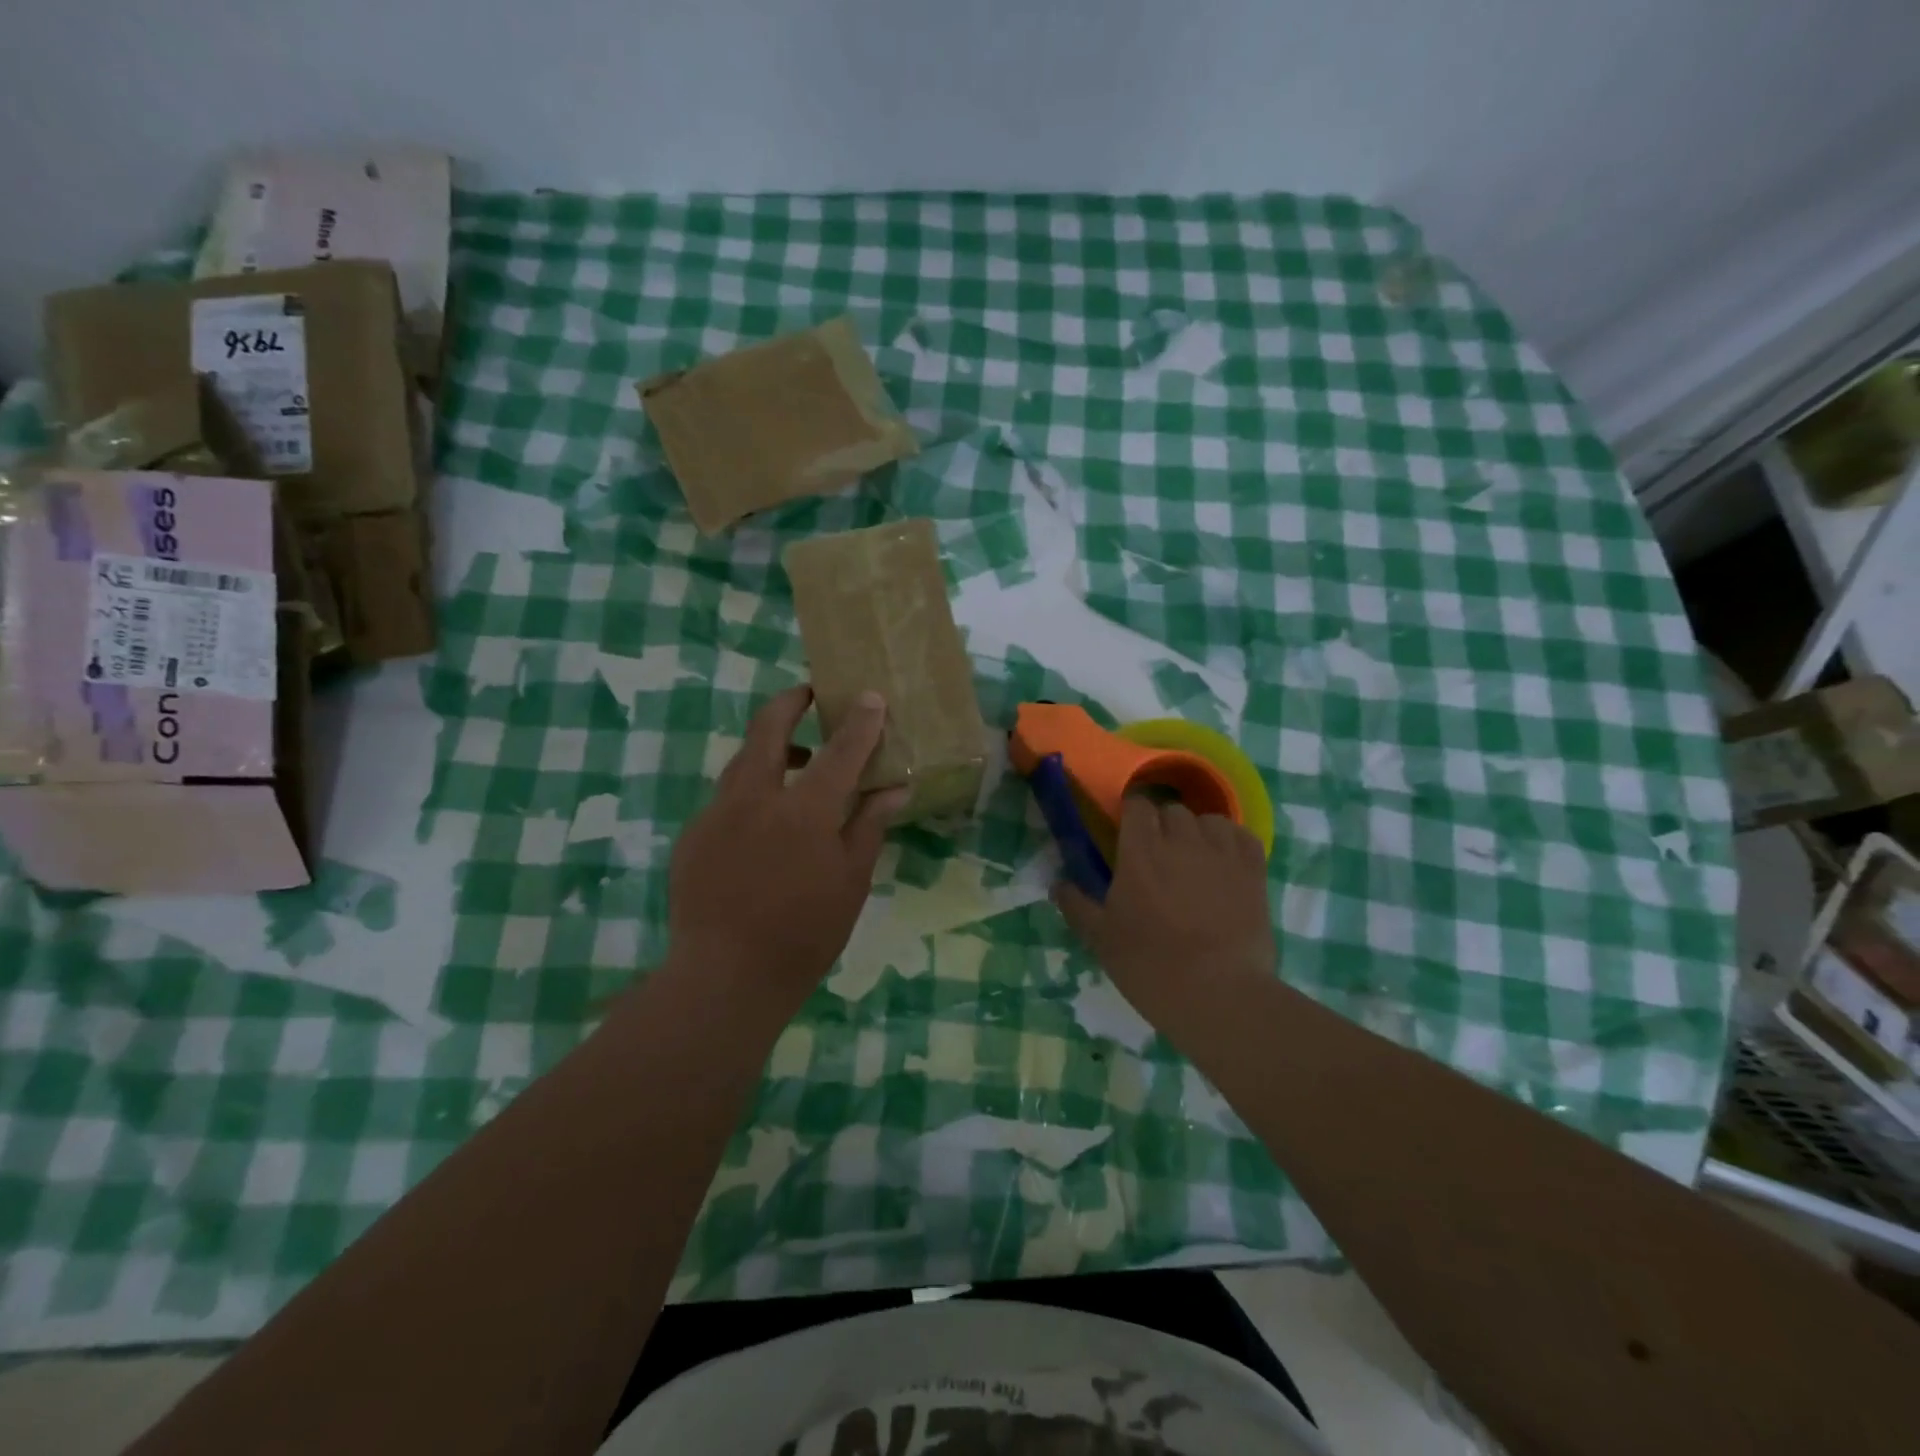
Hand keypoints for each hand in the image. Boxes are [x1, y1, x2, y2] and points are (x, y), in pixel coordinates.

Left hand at [667, 685, 907, 1010]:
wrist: (725, 976)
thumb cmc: (805, 932)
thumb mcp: (851, 880)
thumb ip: (869, 826)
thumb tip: (895, 788)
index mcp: (804, 810)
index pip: (839, 752)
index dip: (859, 722)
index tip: (869, 696)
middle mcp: (755, 798)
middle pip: (768, 729)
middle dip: (790, 702)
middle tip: (808, 693)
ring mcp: (717, 814)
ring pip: (741, 761)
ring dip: (768, 747)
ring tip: (795, 761)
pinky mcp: (693, 835)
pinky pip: (725, 798)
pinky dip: (750, 792)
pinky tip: (762, 823)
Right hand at [1053, 798, 1274, 1018]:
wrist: (1218, 994)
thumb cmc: (1150, 965)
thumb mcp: (1101, 939)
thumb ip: (1077, 906)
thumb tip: (1057, 884)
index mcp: (1140, 851)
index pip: (1137, 806)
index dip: (1131, 815)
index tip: (1127, 834)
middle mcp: (1181, 841)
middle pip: (1172, 810)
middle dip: (1162, 825)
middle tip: (1157, 855)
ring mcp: (1222, 854)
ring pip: (1209, 819)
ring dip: (1198, 831)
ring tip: (1194, 857)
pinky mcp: (1254, 871)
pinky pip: (1243, 836)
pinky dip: (1232, 841)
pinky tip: (1226, 861)